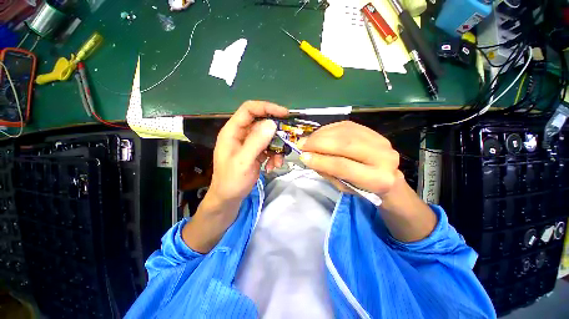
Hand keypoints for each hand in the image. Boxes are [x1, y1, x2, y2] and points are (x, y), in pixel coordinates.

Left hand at [183, 101, 287, 252]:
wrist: (229, 198)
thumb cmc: (231, 180)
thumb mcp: (243, 161)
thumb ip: (256, 142)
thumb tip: (272, 124)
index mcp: (233, 131)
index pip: (249, 109)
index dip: (266, 108)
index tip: (284, 114)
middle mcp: (242, 134)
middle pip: (262, 123)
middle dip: (276, 132)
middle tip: (287, 140)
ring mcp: (249, 143)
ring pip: (268, 137)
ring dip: (277, 148)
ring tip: (277, 162)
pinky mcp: (256, 152)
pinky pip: (269, 147)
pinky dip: (274, 156)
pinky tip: (272, 166)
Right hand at [298, 121, 401, 195]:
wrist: (386, 176)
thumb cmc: (362, 187)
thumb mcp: (343, 186)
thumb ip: (327, 171)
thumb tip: (308, 156)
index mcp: (378, 179)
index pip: (343, 166)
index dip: (320, 160)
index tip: (303, 156)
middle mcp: (384, 157)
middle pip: (345, 144)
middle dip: (319, 143)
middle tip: (302, 144)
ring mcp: (380, 140)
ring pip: (344, 132)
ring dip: (321, 134)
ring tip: (308, 140)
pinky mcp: (372, 131)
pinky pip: (346, 125)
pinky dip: (328, 129)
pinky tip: (318, 135)